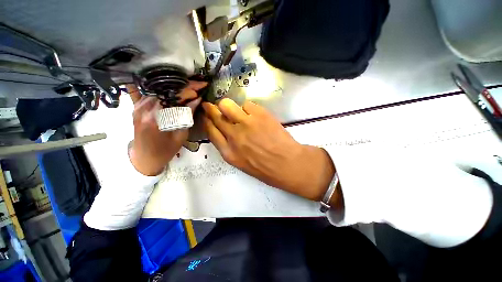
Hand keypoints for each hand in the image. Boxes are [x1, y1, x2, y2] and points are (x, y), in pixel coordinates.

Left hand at [127, 81, 206, 175]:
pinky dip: (162, 89)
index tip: (202, 85)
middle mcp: (144, 108)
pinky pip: (150, 92)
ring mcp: (137, 106)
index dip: (190, 89)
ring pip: (158, 89)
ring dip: (175, 87)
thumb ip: (187, 116)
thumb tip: (196, 100)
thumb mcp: (181, 135)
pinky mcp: (136, 107)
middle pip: (166, 89)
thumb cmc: (165, 151)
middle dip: (184, 85)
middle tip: (198, 84)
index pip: (175, 96)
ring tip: (189, 87)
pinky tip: (170, 87)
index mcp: (156, 118)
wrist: (144, 158)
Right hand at [202, 98, 335, 201]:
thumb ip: (230, 148)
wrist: (288, 164)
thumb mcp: (242, 163)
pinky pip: (247, 104)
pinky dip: (248, 109)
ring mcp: (246, 124)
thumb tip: (226, 132)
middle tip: (212, 105)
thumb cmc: (266, 168)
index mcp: (229, 152)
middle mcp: (233, 136)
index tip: (207, 115)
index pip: (210, 131)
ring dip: (229, 106)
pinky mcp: (260, 115)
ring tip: (237, 111)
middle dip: (211, 108)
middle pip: (216, 116)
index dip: (207, 121)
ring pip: (227, 105)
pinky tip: (255, 115)